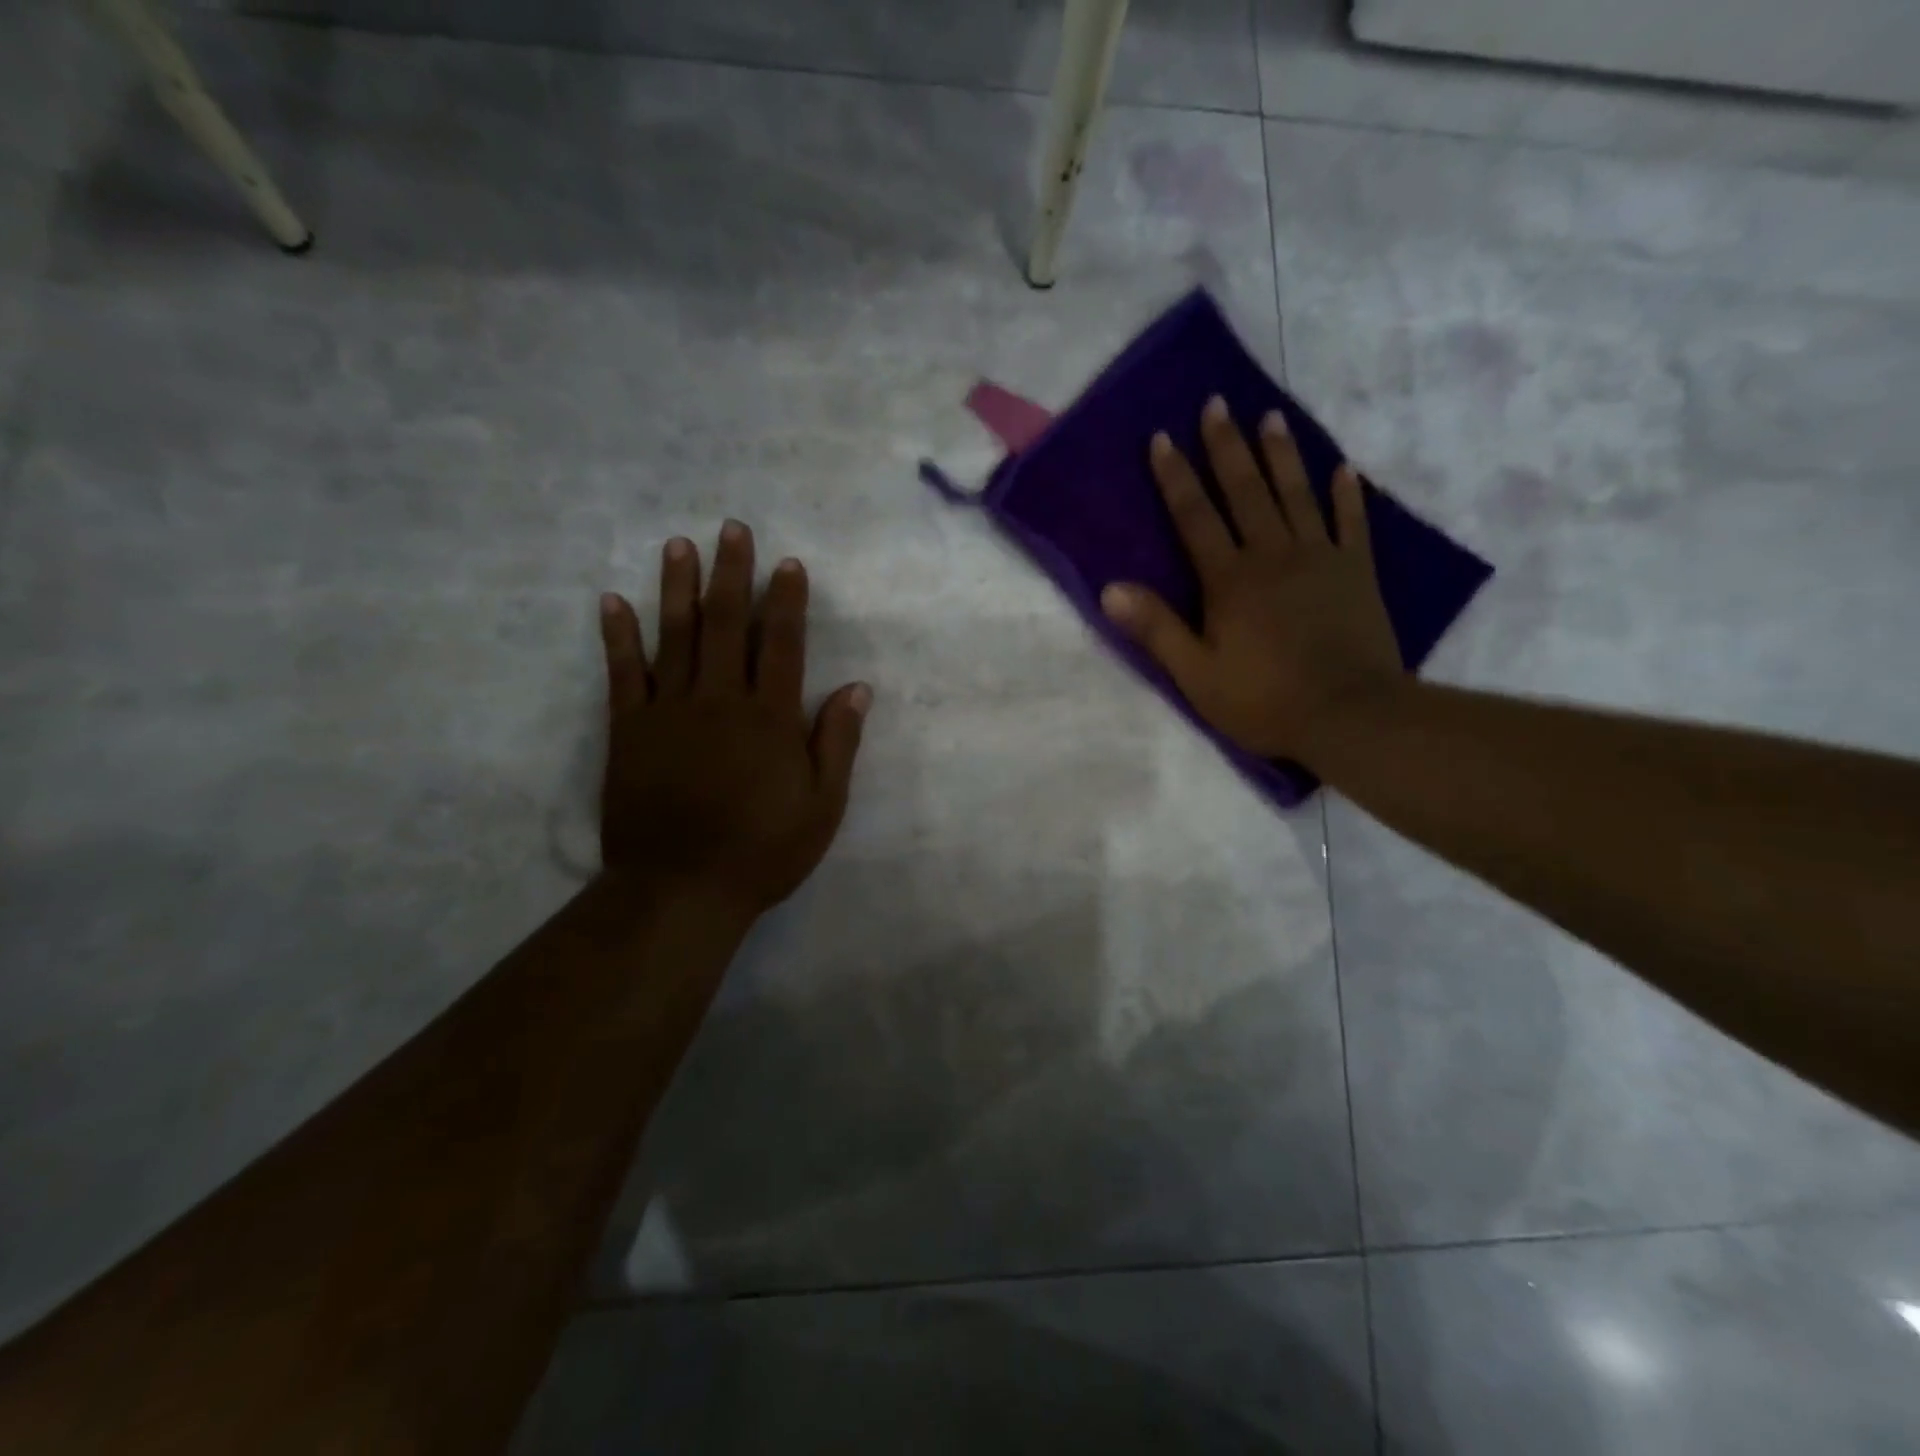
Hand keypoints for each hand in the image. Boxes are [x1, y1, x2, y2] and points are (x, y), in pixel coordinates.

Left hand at [597, 521, 870, 922]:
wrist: (680, 889)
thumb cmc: (762, 851)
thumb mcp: (822, 806)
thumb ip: (837, 742)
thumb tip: (857, 688)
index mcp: (770, 717)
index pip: (782, 644)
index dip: (786, 601)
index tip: (787, 563)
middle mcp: (720, 700)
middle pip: (727, 625)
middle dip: (732, 574)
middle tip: (733, 529)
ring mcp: (669, 711)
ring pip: (675, 636)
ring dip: (678, 588)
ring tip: (680, 545)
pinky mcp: (629, 729)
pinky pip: (623, 673)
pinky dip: (618, 636)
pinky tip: (613, 601)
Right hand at [1101, 397, 1403, 762]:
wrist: (1350, 715)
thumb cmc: (1264, 700)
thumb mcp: (1197, 674)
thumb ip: (1156, 629)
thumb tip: (1110, 589)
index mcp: (1229, 579)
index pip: (1195, 517)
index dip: (1175, 477)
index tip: (1161, 437)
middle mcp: (1273, 555)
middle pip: (1246, 491)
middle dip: (1226, 446)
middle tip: (1216, 403)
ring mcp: (1321, 557)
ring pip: (1297, 493)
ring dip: (1281, 454)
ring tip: (1270, 415)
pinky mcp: (1357, 571)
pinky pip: (1353, 522)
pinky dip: (1348, 493)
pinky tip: (1344, 467)